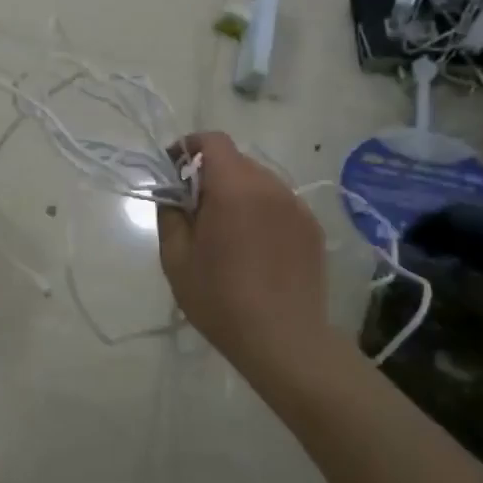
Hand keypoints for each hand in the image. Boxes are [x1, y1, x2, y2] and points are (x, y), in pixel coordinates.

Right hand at [157, 133, 328, 367]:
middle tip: (195, 208)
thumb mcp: (176, 257)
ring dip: (238, 192)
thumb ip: (170, 213)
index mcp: (234, 187)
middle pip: (236, 160)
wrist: (285, 341)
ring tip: (227, 231)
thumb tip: (172, 193)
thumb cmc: (220, 298)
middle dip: (211, 173)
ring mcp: (296, 207)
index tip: (174, 169)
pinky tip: (255, 247)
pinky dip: (261, 211)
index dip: (189, 146)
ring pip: (259, 182)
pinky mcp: (312, 229)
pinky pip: (279, 204)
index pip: (213, 141)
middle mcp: (270, 186)